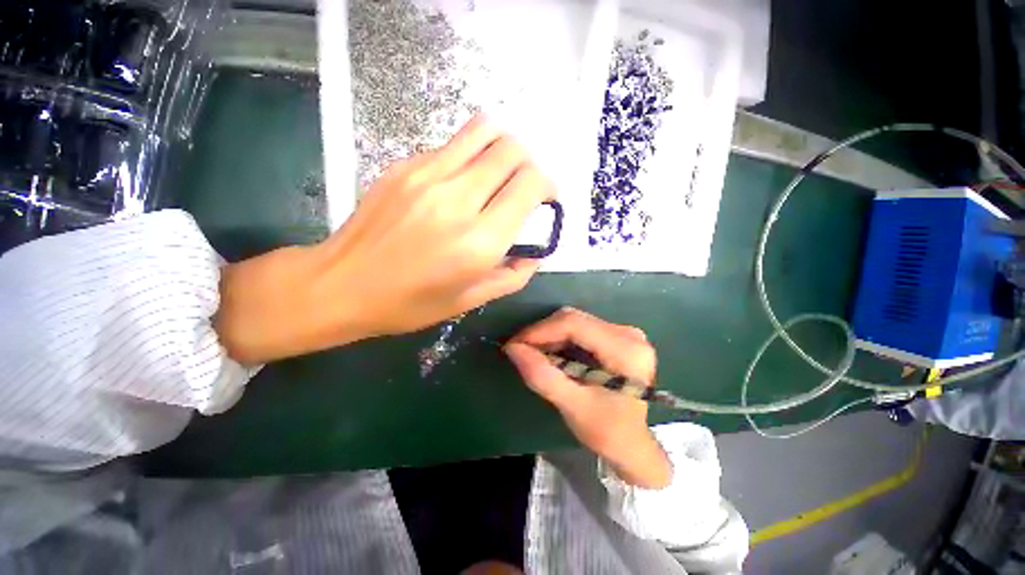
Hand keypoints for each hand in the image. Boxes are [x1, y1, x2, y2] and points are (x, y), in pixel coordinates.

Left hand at [216, 115, 554, 363]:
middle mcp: (458, 200)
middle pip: (512, 149)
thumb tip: (534, 254)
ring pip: (484, 130)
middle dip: (529, 164)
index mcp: (479, 241)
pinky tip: (461, 182)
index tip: (544, 200)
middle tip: (523, 187)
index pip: (530, 184)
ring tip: (498, 174)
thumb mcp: (470, 301)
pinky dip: (470, 156)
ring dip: (503, 148)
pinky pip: (453, 145)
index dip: (547, 186)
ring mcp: (427, 175)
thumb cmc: (409, 303)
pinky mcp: (404, 166)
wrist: (340, 285)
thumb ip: (513, 276)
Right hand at [504, 308, 672, 488]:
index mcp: (626, 350)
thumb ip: (542, 376)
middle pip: (574, 319)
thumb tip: (512, 348)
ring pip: (575, 321)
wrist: (631, 443)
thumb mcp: (572, 407)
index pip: (574, 325)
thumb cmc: (607, 432)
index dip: (541, 331)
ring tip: (531, 352)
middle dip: (543, 333)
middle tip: (520, 350)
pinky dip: (560, 338)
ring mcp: (624, 333)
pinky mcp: (617, 336)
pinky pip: (580, 327)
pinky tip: (550, 352)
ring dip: (549, 335)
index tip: (514, 345)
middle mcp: (628, 334)